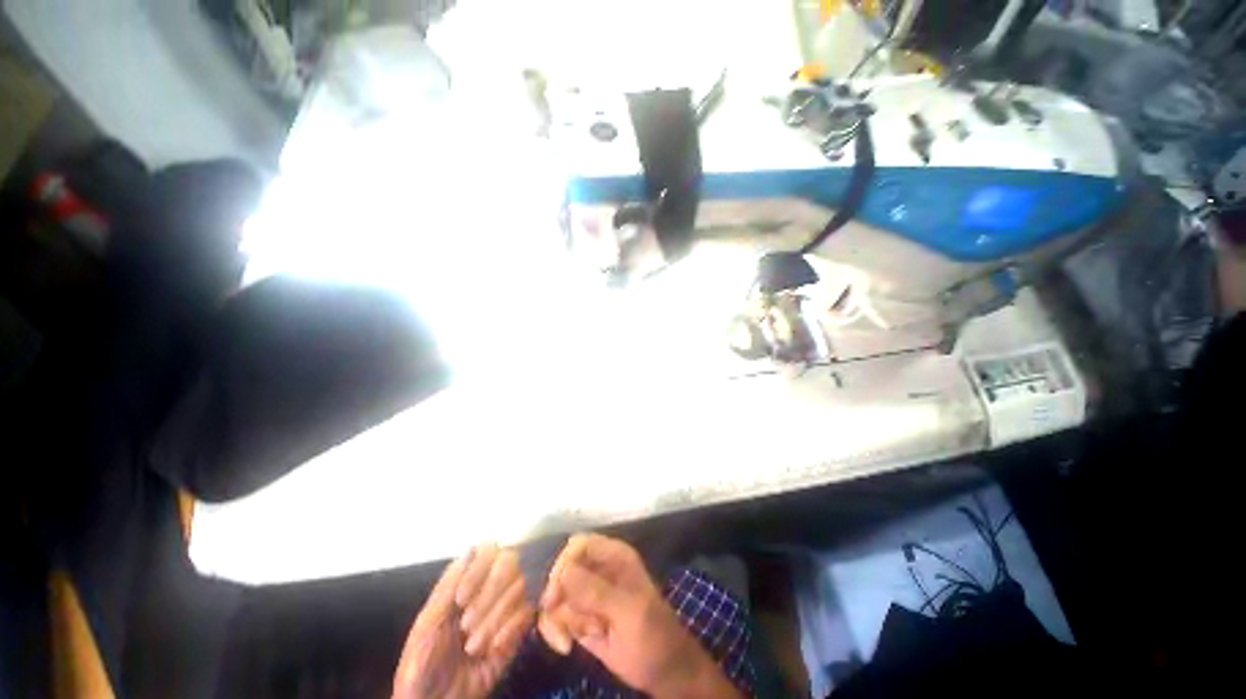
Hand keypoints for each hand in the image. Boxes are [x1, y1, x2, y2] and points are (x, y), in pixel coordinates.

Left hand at [393, 545, 533, 698]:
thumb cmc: (421, 664)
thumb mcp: (427, 625)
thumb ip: (448, 586)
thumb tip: (472, 548)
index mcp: (465, 583)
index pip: (487, 552)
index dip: (479, 568)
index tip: (462, 599)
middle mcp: (489, 589)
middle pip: (509, 564)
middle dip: (489, 595)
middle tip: (466, 625)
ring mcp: (505, 608)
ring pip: (520, 587)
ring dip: (496, 617)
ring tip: (473, 646)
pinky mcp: (517, 630)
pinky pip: (527, 614)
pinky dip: (510, 629)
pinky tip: (492, 649)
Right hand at [538, 534, 740, 698]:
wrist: (662, 672)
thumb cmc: (652, 635)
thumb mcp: (628, 612)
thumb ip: (597, 592)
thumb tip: (564, 573)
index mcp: (614, 556)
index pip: (579, 545)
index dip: (564, 565)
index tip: (555, 596)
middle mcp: (598, 569)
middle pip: (562, 571)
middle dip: (563, 599)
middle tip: (577, 624)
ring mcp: (587, 594)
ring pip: (557, 595)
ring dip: (565, 619)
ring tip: (591, 634)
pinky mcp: (579, 616)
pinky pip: (554, 616)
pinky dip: (554, 631)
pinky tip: (566, 648)